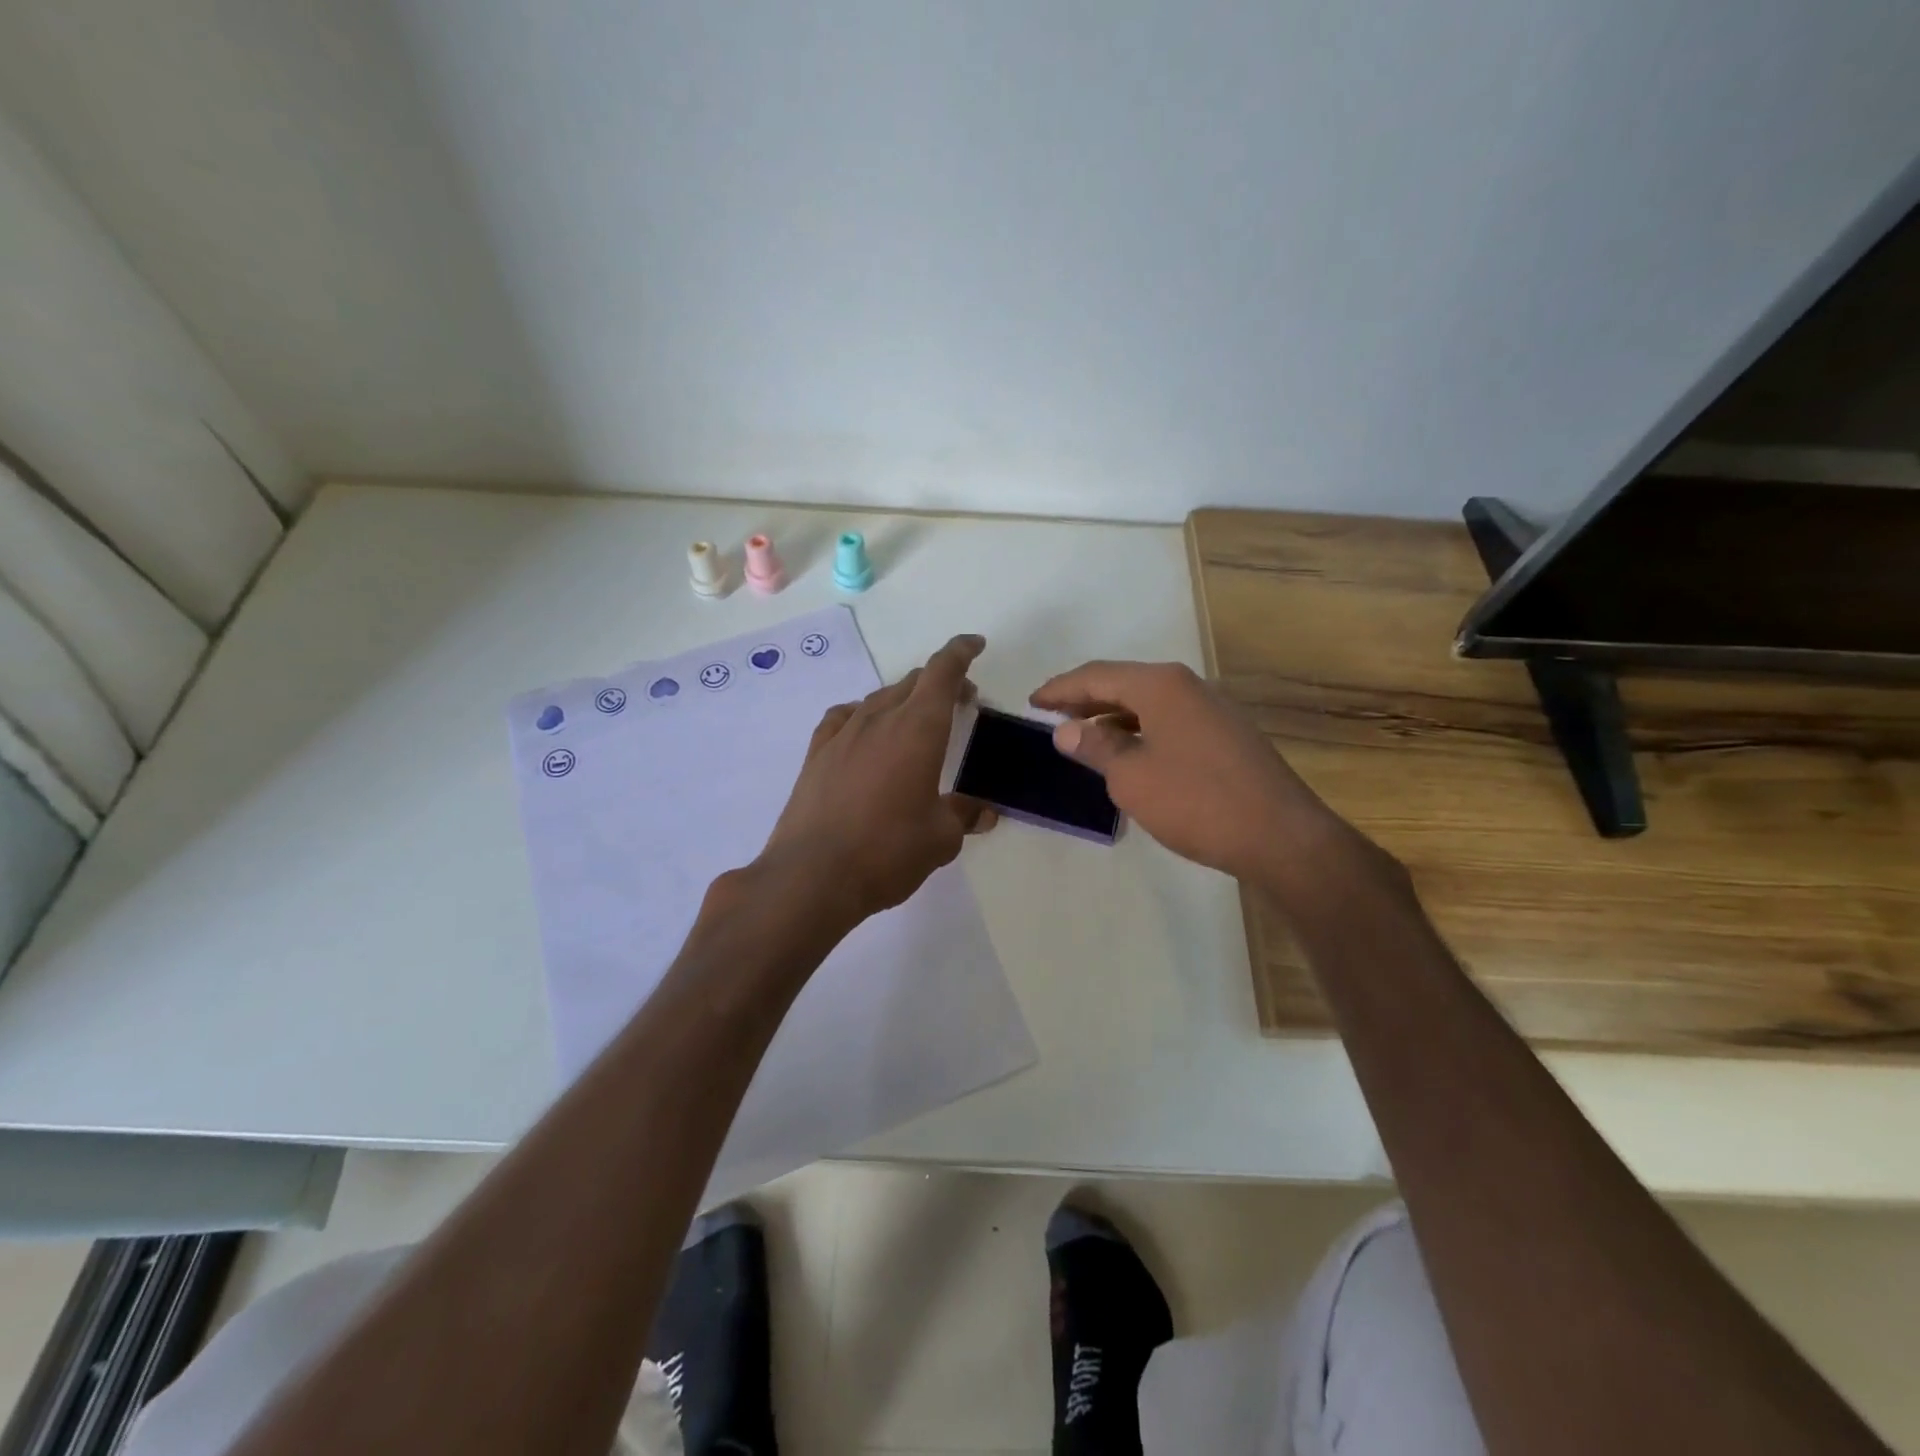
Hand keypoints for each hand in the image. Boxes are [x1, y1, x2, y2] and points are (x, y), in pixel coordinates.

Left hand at [762, 634, 995, 921]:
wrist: (812, 875)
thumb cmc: (888, 851)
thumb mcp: (940, 838)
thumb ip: (964, 816)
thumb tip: (982, 812)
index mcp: (918, 728)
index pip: (942, 671)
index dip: (961, 652)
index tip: (975, 644)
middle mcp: (879, 719)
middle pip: (913, 681)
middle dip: (941, 683)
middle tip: (960, 702)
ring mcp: (843, 733)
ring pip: (880, 698)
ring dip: (905, 700)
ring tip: (916, 723)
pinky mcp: (816, 753)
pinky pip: (846, 717)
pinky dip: (865, 715)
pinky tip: (866, 734)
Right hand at [1030, 660, 1362, 884]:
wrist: (1280, 836)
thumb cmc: (1196, 801)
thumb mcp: (1131, 776)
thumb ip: (1096, 747)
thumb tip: (1066, 729)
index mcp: (1161, 685)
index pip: (1097, 675)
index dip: (1060, 689)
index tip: (1032, 702)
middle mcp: (1188, 687)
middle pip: (1124, 683)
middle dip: (1086, 698)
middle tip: (1052, 715)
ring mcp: (1212, 710)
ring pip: (1148, 703)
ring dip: (1113, 716)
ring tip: (1084, 735)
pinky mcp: (1226, 736)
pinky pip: (1169, 721)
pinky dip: (1140, 730)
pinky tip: (1129, 754)